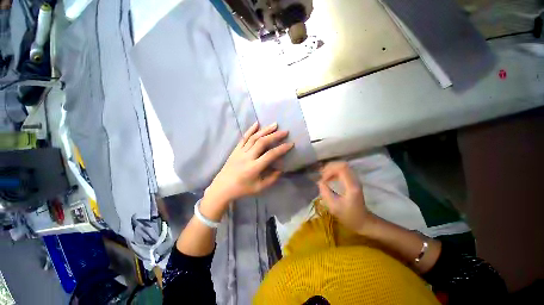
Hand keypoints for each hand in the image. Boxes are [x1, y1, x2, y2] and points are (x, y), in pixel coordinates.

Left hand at [206, 122, 293, 203]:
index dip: (281, 149)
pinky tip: (256, 123)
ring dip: (265, 130)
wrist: (223, 187)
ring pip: (254, 138)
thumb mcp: (259, 188)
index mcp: (254, 168)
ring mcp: (240, 152)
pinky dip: (250, 130)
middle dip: (275, 136)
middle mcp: (247, 157)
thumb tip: (281, 169)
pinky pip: (243, 138)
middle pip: (262, 142)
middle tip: (284, 131)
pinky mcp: (236, 150)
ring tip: (274, 125)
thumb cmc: (243, 189)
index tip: (290, 144)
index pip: (270, 155)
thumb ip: (272, 179)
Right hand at [317, 161, 373, 233]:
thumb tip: (319, 181)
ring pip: (342, 166)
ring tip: (323, 176)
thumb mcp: (334, 207)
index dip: (329, 170)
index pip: (341, 168)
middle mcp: (355, 180)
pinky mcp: (353, 181)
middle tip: (321, 176)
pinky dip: (334, 172)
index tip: (323, 179)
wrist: (363, 221)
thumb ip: (325, 192)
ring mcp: (355, 180)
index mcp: (351, 186)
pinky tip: (329, 178)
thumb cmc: (348, 216)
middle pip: (342, 165)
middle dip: (329, 168)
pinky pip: (343, 171)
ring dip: (331, 169)